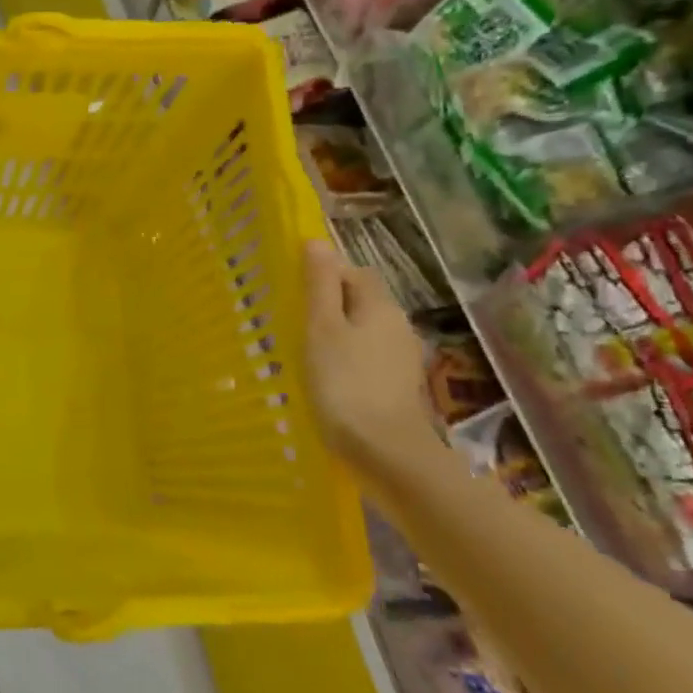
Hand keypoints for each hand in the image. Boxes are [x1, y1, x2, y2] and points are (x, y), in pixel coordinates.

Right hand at [302, 240, 435, 472]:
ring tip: (302, 348)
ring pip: (363, 329)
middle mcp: (397, 324)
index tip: (291, 288)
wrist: (383, 449)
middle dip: (329, 302)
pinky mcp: (396, 384)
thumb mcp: (322, 329)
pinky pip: (366, 356)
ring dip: (337, 332)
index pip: (353, 271)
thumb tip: (317, 242)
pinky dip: (346, 357)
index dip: (324, 273)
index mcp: (379, 306)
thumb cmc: (344, 383)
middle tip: (292, 318)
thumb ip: (320, 286)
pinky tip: (325, 375)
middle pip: (361, 299)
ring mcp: (400, 357)